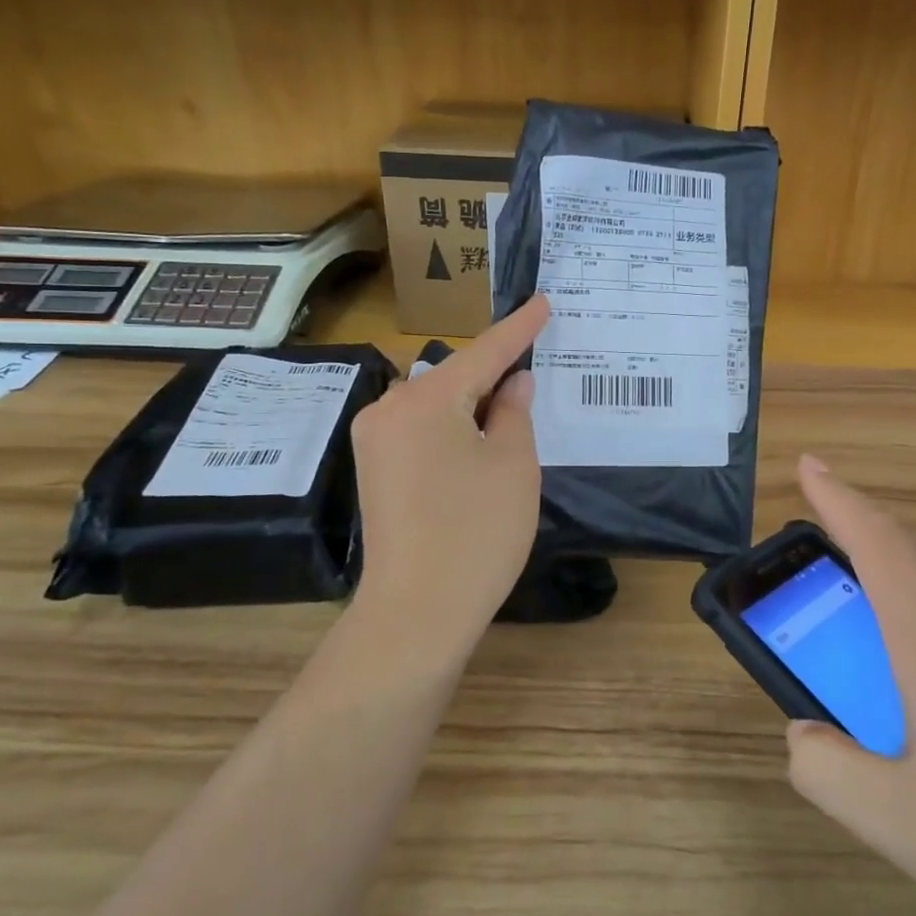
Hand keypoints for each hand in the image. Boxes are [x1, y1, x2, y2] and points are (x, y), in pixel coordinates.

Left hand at [350, 297, 548, 649]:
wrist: (416, 613)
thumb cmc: (476, 534)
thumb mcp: (513, 465)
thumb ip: (514, 412)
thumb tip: (513, 383)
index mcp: (425, 400)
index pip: (484, 352)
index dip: (519, 328)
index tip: (542, 302)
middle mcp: (389, 408)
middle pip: (454, 377)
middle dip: (494, 374)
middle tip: (534, 370)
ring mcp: (374, 440)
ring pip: (436, 404)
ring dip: (472, 404)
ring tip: (510, 413)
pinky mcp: (373, 469)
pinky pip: (419, 429)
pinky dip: (452, 427)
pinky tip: (477, 442)